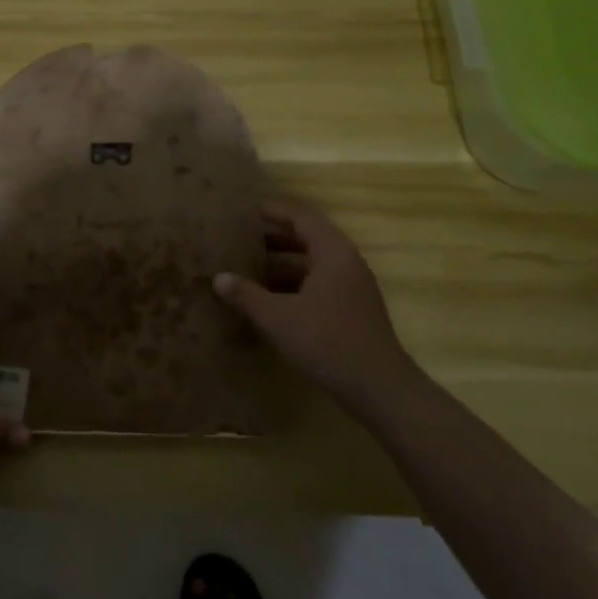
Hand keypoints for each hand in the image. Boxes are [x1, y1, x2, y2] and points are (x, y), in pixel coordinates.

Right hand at [212, 203, 417, 412]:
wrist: (379, 388)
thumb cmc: (327, 341)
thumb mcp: (278, 317)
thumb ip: (246, 294)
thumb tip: (218, 278)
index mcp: (333, 252)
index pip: (301, 217)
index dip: (273, 211)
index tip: (245, 210)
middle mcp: (346, 262)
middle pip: (307, 238)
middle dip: (273, 237)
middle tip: (240, 238)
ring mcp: (352, 287)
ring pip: (312, 264)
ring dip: (282, 263)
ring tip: (247, 267)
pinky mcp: (352, 310)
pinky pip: (318, 284)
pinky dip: (293, 284)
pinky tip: (269, 299)